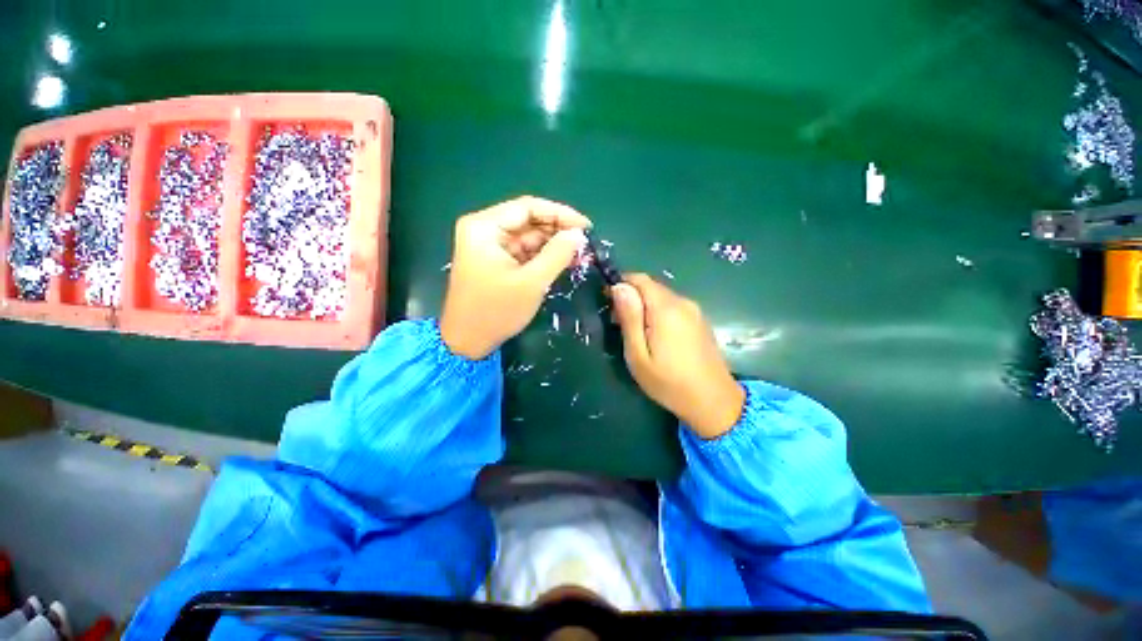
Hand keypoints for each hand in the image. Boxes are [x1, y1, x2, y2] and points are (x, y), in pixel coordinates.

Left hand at [441, 196, 590, 358]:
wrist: (467, 342)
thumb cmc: (496, 311)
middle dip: (558, 231)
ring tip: (580, 254)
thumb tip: (578, 234)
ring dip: (553, 245)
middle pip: (528, 221)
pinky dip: (544, 256)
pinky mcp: (496, 261)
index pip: (528, 208)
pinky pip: (524, 251)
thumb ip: (557, 254)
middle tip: (585, 243)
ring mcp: (489, 246)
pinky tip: (564, 261)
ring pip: (528, 237)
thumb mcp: (531, 283)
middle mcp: (484, 230)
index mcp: (484, 227)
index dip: (560, 214)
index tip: (586, 226)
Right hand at [611, 274, 744, 438]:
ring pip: (661, 296)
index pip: (640, 279)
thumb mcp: (638, 355)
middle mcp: (683, 302)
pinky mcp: (700, 319)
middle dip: (631, 297)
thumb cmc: (668, 382)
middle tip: (618, 323)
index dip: (621, 283)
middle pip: (650, 286)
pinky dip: (658, 312)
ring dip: (644, 306)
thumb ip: (629, 318)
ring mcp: (695, 310)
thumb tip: (619, 287)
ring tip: (635, 332)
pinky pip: (673, 306)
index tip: (608, 301)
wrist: (714, 402)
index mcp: (666, 309)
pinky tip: (655, 335)